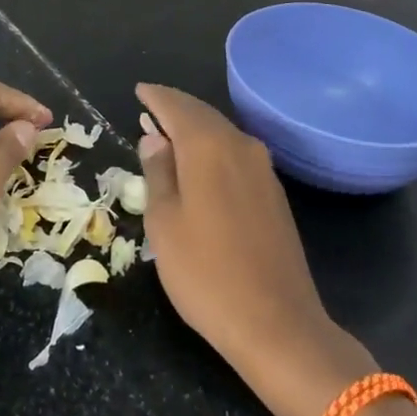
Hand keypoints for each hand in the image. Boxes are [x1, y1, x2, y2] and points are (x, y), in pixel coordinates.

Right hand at [137, 83, 374, 415]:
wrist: (277, 325)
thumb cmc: (206, 273)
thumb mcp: (164, 222)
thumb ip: (157, 172)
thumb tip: (154, 137)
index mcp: (208, 146)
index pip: (176, 106)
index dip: (155, 97)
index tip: (139, 91)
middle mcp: (240, 146)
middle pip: (202, 114)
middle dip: (175, 108)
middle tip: (150, 108)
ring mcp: (263, 169)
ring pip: (222, 133)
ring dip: (195, 128)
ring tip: (169, 133)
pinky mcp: (274, 194)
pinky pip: (236, 153)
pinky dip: (213, 148)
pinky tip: (200, 164)